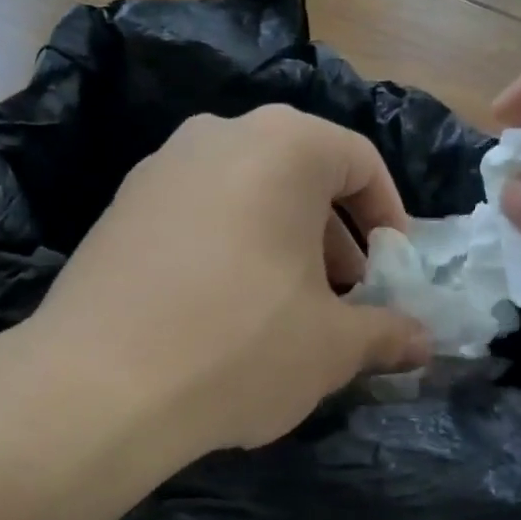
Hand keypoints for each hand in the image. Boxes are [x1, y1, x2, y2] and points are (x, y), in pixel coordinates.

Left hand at [22, 106, 432, 466]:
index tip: (394, 268)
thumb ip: (387, 333)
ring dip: (282, 241)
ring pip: (247, 192)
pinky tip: (223, 309)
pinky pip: (198, 213)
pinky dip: (229, 246)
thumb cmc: (240, 345)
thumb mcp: (332, 346)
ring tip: (288, 306)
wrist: (96, 384)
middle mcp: (219, 134)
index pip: (359, 161)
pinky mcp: (119, 206)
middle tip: (345, 295)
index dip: (388, 215)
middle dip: (333, 235)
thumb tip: (424, 342)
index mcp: (284, 145)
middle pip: (300, 174)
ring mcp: (160, 167)